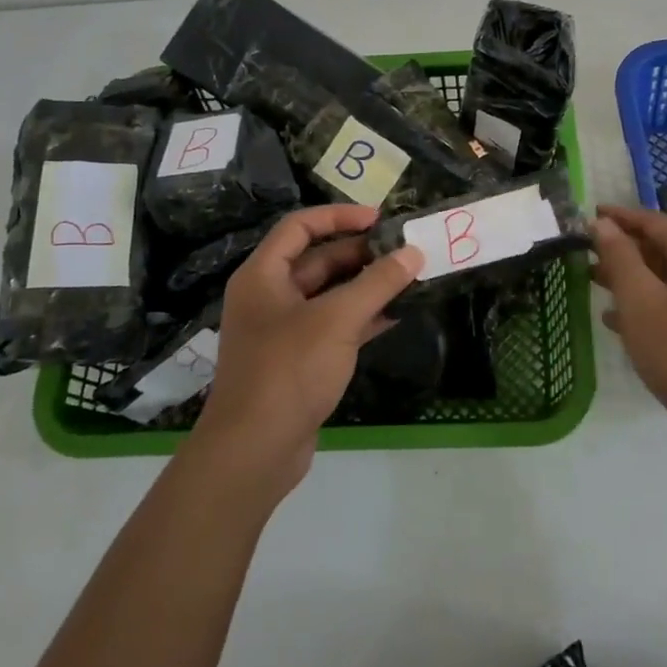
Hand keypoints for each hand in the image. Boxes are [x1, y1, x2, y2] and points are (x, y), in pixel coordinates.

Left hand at [194, 204, 424, 493]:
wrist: (254, 451)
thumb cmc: (289, 370)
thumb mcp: (337, 319)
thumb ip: (377, 282)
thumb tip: (413, 252)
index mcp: (263, 275)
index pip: (300, 226)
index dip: (339, 216)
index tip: (380, 219)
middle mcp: (269, 296)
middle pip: (317, 260)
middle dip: (360, 253)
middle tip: (404, 251)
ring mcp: (282, 330)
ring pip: (329, 295)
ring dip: (366, 286)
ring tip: (409, 278)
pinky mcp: (298, 360)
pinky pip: (334, 326)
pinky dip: (362, 317)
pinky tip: (396, 315)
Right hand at [591, 204, 666, 458]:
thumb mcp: (641, 300)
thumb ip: (620, 257)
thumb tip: (603, 224)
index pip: (653, 222)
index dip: (620, 217)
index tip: (589, 216)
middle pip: (661, 249)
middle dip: (622, 248)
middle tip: (585, 252)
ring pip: (665, 281)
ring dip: (630, 279)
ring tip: (593, 283)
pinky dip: (645, 307)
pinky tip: (617, 323)